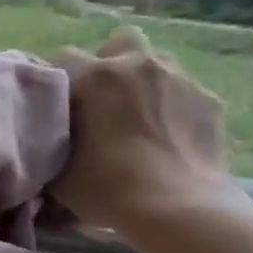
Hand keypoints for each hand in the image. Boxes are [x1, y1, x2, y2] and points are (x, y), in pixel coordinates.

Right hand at [53, 27, 237, 248]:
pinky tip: (168, 137)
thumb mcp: (56, 171)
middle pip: (118, 42)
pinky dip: (172, 107)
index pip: (63, 57)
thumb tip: (44, 137)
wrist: (179, 209)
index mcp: (93, 77)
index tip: (58, 105)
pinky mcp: (209, 99)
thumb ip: (48, 141)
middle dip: (108, 63)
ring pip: (155, 62)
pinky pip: (182, 91)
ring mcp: (178, 78)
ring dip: (142, 81)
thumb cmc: (107, 189)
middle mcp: (136, 65)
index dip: (59, 80)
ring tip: (137, 117)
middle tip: (102, 101)